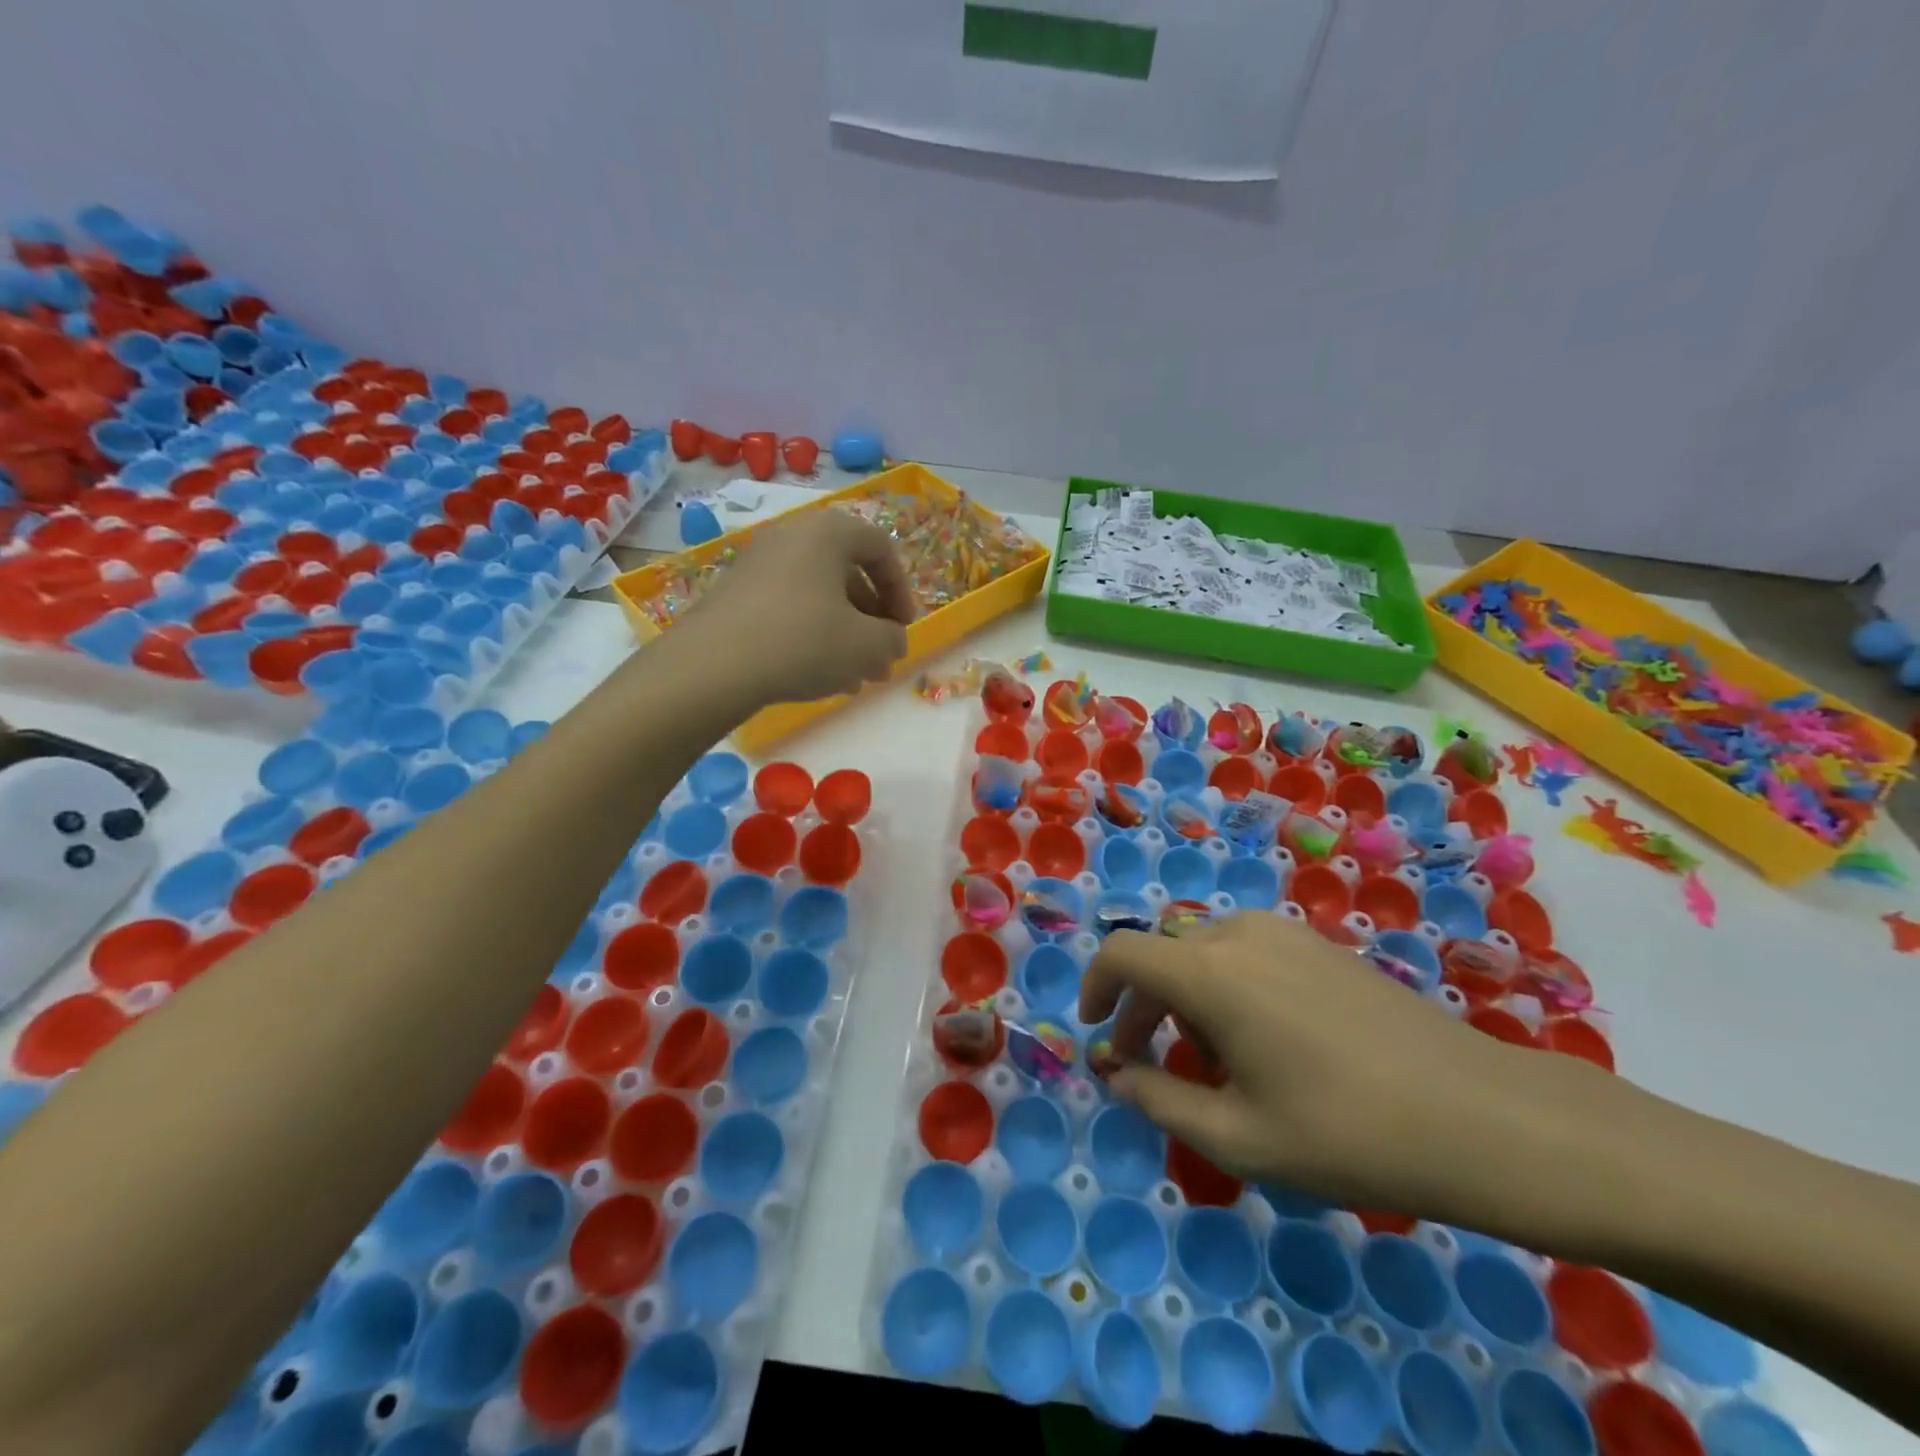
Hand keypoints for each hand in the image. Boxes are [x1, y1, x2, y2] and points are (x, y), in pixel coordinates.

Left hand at [677, 510, 913, 705]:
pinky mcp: (735, 594)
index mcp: (828, 532)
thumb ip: (893, 639)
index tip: (904, 629)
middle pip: (848, 574)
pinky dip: (811, 635)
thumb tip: (892, 640)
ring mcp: (758, 564)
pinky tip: (817, 674)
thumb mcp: (867, 646)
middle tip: (882, 658)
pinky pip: (788, 608)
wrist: (714, 666)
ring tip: (854, 677)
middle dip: (872, 620)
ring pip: (818, 596)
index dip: (902, 591)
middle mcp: (791, 536)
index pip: (881, 549)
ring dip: (844, 634)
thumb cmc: (803, 642)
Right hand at [1079, 913, 1564, 1219]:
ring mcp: (1287, 934)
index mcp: (1211, 972)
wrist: (1481, 1116)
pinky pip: (1247, 954)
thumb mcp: (1239, 1137)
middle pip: (1164, 956)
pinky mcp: (1321, 946)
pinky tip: (1264, 1042)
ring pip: (1204, 954)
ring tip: (1213, 1062)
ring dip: (1185, 998)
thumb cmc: (1347, 1132)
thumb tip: (1118, 1076)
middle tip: (1146, 1066)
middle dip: (1141, 1008)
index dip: (1095, 986)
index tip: (1095, 1032)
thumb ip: (1161, 1100)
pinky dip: (1226, 987)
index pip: (1123, 953)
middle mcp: (1240, 935)